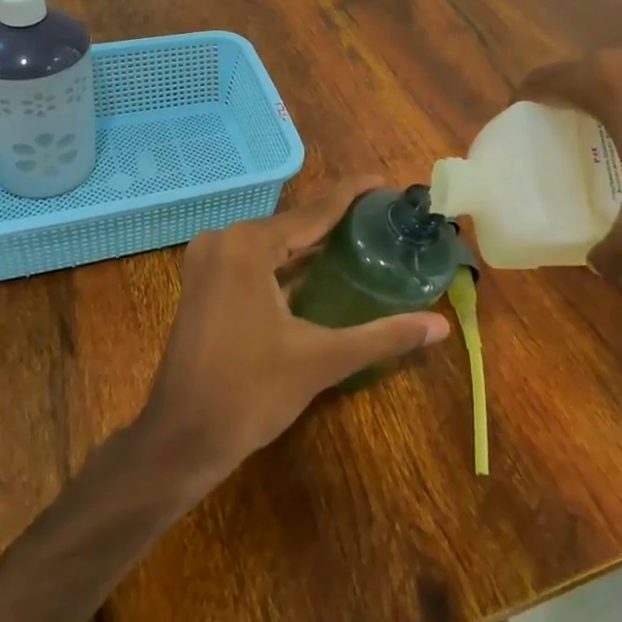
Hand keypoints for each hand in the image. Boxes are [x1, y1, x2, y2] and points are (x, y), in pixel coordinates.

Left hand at [137, 177, 450, 489]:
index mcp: (249, 245)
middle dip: (337, 220)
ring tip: (361, 238)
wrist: (181, 438)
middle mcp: (224, 240)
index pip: (315, 210)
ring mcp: (208, 261)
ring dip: (311, 243)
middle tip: (384, 218)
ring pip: (273, 242)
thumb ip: (383, 336)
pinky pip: (254, 259)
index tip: (387, 182)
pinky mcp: (203, 283)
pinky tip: (319, 269)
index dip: (353, 194)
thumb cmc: (250, 394)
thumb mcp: (322, 360)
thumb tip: (440, 325)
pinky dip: (286, 262)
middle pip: (293, 223)